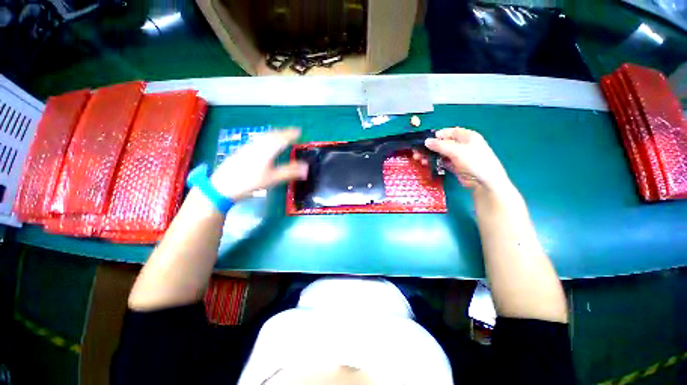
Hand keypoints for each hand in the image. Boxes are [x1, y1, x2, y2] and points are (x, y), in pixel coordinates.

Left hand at [210, 129, 308, 200]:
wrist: (223, 185)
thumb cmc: (250, 182)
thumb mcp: (273, 179)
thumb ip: (290, 172)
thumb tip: (306, 168)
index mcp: (267, 150)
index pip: (281, 138)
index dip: (291, 134)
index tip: (299, 131)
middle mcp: (257, 145)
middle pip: (272, 135)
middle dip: (283, 132)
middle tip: (292, 132)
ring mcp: (248, 147)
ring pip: (264, 136)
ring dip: (274, 134)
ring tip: (281, 135)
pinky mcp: (242, 151)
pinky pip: (258, 140)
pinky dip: (266, 138)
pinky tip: (264, 143)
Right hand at [421, 127, 510, 191]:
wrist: (484, 182)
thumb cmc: (474, 161)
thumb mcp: (456, 151)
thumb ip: (440, 145)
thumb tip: (426, 141)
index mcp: (466, 136)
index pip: (448, 132)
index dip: (436, 136)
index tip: (424, 142)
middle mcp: (462, 144)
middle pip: (442, 143)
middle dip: (429, 147)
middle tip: (417, 153)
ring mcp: (458, 156)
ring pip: (440, 153)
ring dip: (430, 155)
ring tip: (419, 160)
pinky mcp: (455, 166)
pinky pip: (442, 161)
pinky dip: (434, 162)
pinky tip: (426, 164)